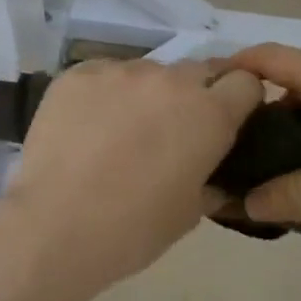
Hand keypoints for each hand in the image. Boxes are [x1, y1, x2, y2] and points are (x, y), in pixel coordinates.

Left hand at [0, 58, 263, 298]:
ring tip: (119, 131)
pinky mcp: (80, 71)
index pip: (246, 82)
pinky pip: (105, 74)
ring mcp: (122, 70)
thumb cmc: (132, 230)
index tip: (224, 122)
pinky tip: (86, 126)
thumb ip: (210, 180)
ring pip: (148, 72)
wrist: (54, 226)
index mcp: (209, 114)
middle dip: (193, 96)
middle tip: (170, 131)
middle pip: (197, 71)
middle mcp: (171, 80)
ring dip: (145, 94)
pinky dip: (104, 94)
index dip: (239, 101)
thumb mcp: (189, 213)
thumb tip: (213, 175)